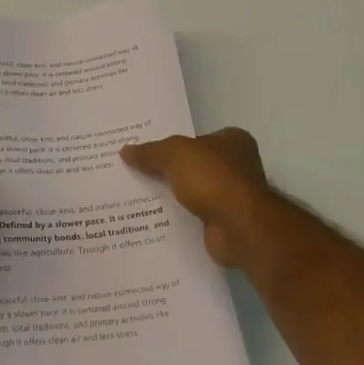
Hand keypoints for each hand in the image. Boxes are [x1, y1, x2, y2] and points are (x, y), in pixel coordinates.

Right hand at [121, 127, 271, 266]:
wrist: (239, 227)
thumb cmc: (212, 178)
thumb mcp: (174, 154)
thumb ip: (150, 152)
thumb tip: (125, 150)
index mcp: (233, 140)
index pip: (197, 137)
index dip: (173, 143)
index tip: (147, 151)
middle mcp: (238, 165)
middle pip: (194, 165)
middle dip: (170, 170)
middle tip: (136, 172)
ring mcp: (233, 196)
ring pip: (194, 191)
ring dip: (174, 196)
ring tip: (138, 196)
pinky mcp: (226, 222)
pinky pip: (195, 215)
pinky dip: (180, 216)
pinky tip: (155, 218)